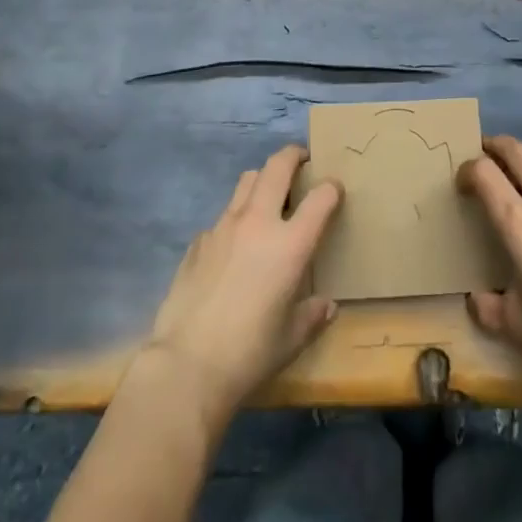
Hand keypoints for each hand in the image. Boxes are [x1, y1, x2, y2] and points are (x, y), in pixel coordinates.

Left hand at [140, 145, 342, 428]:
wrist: (186, 365)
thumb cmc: (249, 353)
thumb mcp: (291, 340)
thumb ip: (312, 316)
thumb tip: (326, 306)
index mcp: (289, 244)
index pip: (320, 198)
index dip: (331, 188)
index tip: (334, 189)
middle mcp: (258, 222)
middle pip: (277, 166)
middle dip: (292, 156)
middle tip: (301, 162)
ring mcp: (224, 227)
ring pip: (246, 181)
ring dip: (262, 180)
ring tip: (268, 197)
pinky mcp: (198, 241)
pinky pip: (222, 217)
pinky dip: (235, 220)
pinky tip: (233, 246)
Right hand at [459, 134, 521, 398]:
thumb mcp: (519, 326)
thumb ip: (490, 309)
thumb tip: (476, 300)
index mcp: (517, 221)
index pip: (484, 173)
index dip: (467, 170)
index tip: (461, 182)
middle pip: (516, 149)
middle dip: (495, 146)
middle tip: (484, 155)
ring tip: (517, 170)